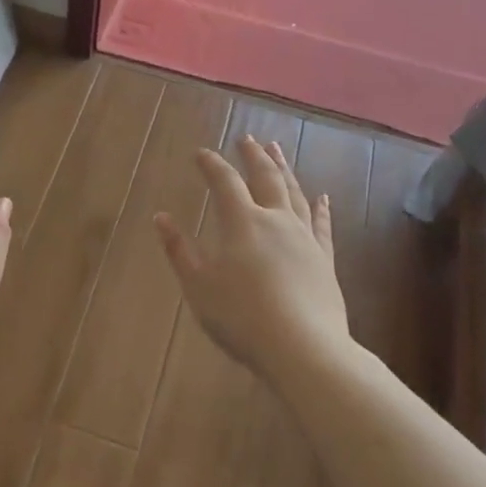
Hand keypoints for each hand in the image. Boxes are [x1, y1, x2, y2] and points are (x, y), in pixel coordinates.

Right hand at [155, 137, 350, 384]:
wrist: (303, 348)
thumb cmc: (241, 317)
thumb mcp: (199, 286)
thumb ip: (179, 250)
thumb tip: (161, 217)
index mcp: (242, 223)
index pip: (224, 182)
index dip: (211, 165)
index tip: (201, 152)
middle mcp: (276, 220)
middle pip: (265, 177)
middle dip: (253, 155)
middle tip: (247, 138)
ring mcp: (304, 238)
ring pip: (295, 193)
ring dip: (284, 169)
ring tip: (278, 151)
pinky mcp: (324, 259)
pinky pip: (322, 224)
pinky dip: (321, 207)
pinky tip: (322, 196)